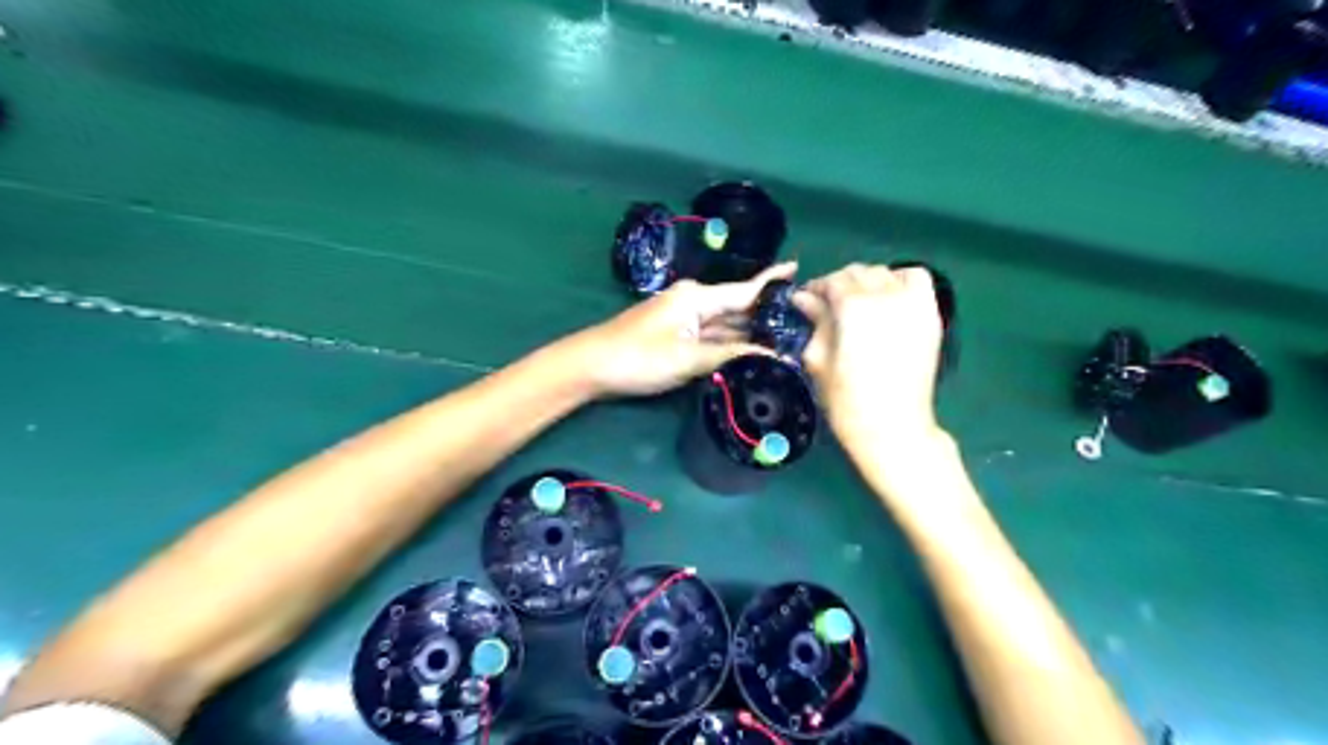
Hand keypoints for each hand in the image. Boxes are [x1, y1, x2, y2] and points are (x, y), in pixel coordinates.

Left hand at [578, 264, 790, 396]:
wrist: (590, 365)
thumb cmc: (639, 358)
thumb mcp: (688, 359)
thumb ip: (731, 355)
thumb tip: (771, 356)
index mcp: (697, 298)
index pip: (744, 289)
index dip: (772, 281)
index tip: (798, 269)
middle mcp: (692, 301)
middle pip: (736, 307)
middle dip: (764, 316)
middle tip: (800, 328)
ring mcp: (681, 318)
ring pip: (723, 323)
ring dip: (747, 332)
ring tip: (782, 342)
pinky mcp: (673, 334)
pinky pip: (709, 335)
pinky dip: (727, 342)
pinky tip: (746, 352)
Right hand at [793, 262, 947, 445]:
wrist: (893, 427)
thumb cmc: (847, 400)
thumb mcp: (819, 360)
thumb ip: (815, 322)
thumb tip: (804, 298)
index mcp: (853, 307)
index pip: (832, 281)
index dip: (815, 288)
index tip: (805, 300)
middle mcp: (885, 296)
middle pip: (859, 273)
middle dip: (840, 283)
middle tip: (827, 304)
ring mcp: (913, 304)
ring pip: (886, 273)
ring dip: (868, 281)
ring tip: (858, 302)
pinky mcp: (930, 315)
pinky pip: (917, 279)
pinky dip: (901, 280)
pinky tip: (889, 298)